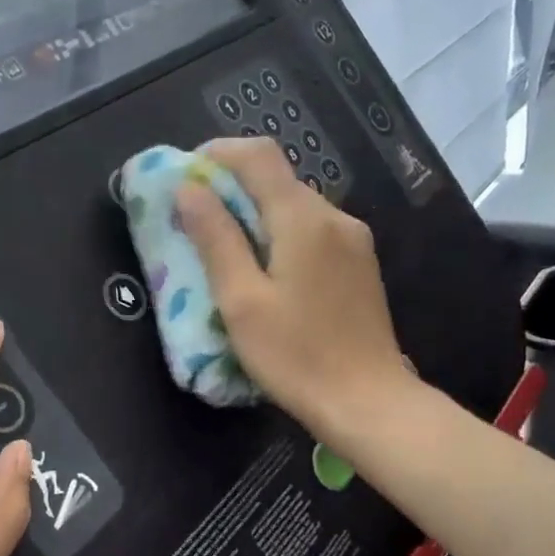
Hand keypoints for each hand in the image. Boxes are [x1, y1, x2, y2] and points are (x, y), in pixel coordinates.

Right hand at [176, 136, 413, 440]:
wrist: (369, 402)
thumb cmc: (296, 355)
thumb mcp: (241, 300)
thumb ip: (215, 239)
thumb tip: (189, 189)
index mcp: (303, 218)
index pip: (258, 156)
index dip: (218, 153)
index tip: (185, 174)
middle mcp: (335, 217)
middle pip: (278, 180)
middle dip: (233, 187)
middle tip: (195, 218)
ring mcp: (354, 241)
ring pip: (296, 208)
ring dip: (257, 214)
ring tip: (225, 248)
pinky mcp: (360, 266)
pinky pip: (314, 232)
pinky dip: (282, 235)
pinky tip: (266, 271)